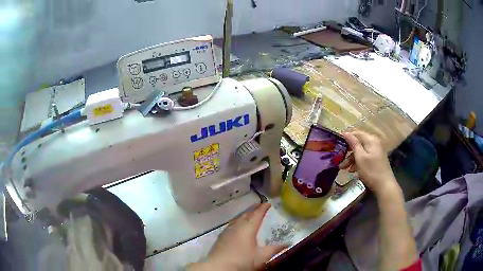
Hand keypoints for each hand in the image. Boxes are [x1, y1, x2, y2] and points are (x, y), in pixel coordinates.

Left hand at [188, 203, 287, 270]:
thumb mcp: (262, 257)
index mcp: (248, 229)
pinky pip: (231, 225)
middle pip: (246, 215)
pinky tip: (236, 227)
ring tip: (249, 214)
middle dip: (253, 210)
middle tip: (260, 206)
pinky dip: (237, 222)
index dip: (263, 208)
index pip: (257, 215)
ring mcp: (227, 232)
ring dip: (244, 215)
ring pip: (237, 219)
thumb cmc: (243, 261)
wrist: (219, 267)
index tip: (268, 203)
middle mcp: (237, 227)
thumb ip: (275, 249)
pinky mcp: (221, 238)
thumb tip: (288, 244)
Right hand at [339, 131, 397, 193]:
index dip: (346, 137)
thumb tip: (346, 132)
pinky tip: (352, 170)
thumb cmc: (371, 171)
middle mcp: (374, 143)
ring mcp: (376, 151)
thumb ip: (353, 144)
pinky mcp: (376, 159)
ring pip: (360, 151)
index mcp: (371, 140)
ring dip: (351, 158)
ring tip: (343, 168)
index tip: (336, 143)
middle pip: (358, 143)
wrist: (384, 185)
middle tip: (339, 158)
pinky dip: (357, 162)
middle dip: (348, 151)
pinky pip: (364, 157)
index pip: (356, 133)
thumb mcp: (360, 157)